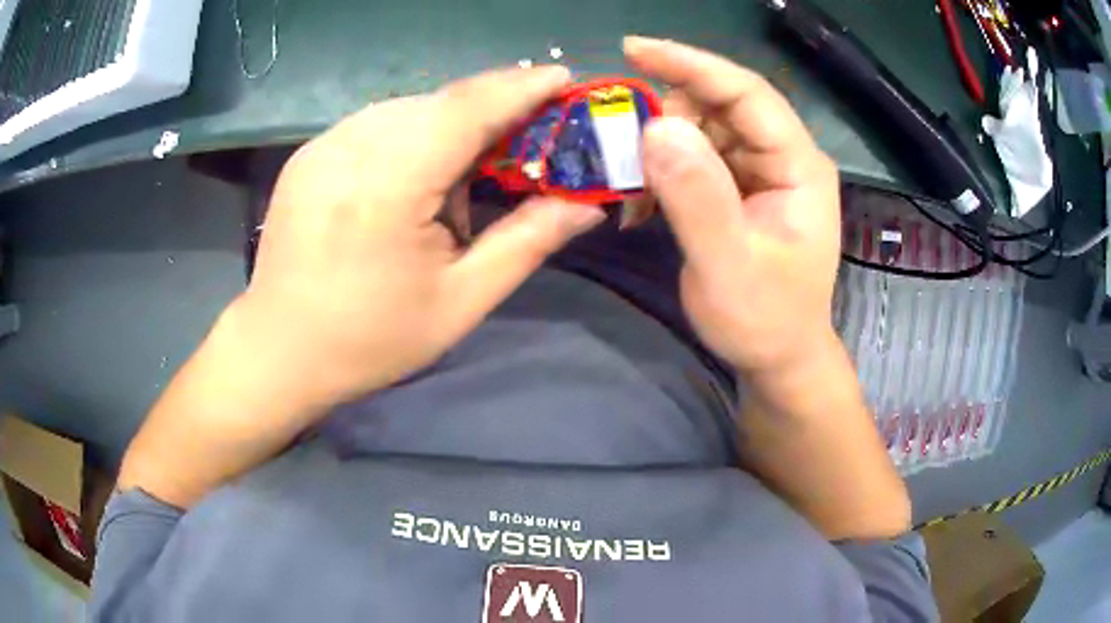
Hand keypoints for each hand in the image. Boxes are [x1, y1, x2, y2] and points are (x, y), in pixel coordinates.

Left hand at [238, 66, 604, 406]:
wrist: (279, 350)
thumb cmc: (370, 339)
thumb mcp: (460, 301)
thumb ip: (526, 242)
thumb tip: (586, 204)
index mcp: (389, 184)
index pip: (468, 108)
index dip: (522, 87)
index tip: (563, 78)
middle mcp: (351, 146)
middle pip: (441, 102)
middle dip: (494, 109)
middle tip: (530, 136)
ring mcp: (323, 144)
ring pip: (409, 108)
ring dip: (451, 126)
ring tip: (465, 176)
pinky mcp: (310, 152)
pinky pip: (377, 122)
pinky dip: (413, 134)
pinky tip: (415, 177)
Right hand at [625, 37, 841, 376]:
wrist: (778, 357)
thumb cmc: (763, 320)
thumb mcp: (728, 266)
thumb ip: (697, 198)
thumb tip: (656, 126)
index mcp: (799, 166)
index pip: (747, 93)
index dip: (692, 65)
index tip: (632, 48)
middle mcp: (784, 157)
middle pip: (721, 104)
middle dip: (669, 116)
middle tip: (628, 153)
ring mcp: (763, 170)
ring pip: (703, 127)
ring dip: (662, 146)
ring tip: (638, 191)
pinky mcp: (742, 185)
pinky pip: (696, 155)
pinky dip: (664, 168)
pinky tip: (645, 202)